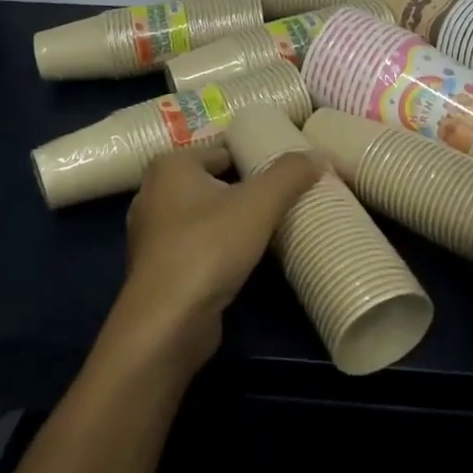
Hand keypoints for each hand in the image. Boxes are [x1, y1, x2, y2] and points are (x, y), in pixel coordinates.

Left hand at [104, 146, 321, 376]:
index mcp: (171, 166)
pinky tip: (252, 256)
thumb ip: (290, 174)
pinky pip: (201, 244)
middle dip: (251, 189)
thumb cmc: (208, 248)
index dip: (258, 155)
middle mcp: (154, 193)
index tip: (291, 169)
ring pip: (208, 215)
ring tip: (278, 225)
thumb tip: (319, 155)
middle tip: (291, 196)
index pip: (224, 149)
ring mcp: (154, 234)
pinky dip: (224, 246)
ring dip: (238, 220)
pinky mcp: (161, 268)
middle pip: (217, 181)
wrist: (168, 323)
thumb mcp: (259, 203)